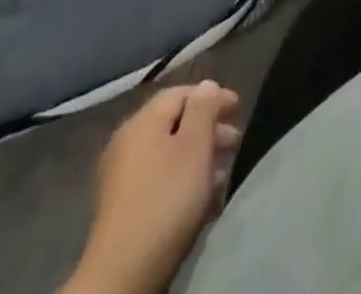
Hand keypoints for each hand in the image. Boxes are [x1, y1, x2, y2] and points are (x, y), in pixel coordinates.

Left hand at [63, 81, 242, 293]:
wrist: (122, 274)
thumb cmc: (166, 198)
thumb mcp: (195, 145)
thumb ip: (204, 108)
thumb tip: (207, 86)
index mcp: (143, 122)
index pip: (182, 93)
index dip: (213, 96)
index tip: (238, 110)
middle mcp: (128, 143)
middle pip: (175, 123)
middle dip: (208, 129)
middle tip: (234, 143)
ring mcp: (122, 178)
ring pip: (169, 154)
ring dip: (199, 158)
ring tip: (222, 174)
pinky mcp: (123, 209)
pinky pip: (160, 180)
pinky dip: (183, 181)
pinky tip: (202, 199)